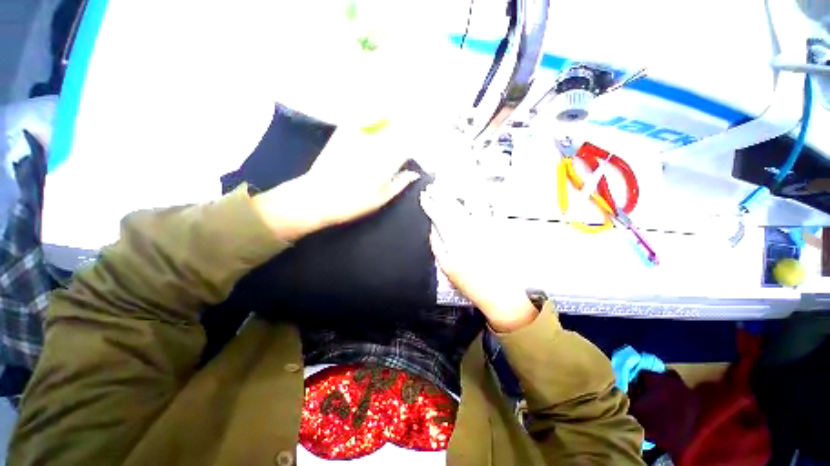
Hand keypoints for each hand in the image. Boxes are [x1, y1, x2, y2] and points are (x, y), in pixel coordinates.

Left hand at [253, 125, 419, 241]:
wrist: (317, 197)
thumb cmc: (352, 204)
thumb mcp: (380, 200)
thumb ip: (399, 184)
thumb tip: (414, 173)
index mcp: (386, 164)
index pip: (407, 144)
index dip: (417, 138)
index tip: (422, 135)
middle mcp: (375, 146)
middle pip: (398, 127)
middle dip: (408, 123)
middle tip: (416, 121)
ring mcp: (358, 136)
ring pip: (383, 118)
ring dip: (394, 115)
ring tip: (402, 113)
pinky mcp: (344, 132)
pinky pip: (364, 117)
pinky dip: (374, 113)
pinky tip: (380, 115)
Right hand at [419, 184, 537, 331]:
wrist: (499, 292)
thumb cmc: (469, 282)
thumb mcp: (446, 266)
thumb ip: (437, 244)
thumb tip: (433, 227)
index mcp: (454, 238)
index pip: (438, 215)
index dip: (429, 204)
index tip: (424, 196)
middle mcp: (470, 227)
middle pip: (452, 205)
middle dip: (441, 193)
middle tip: (435, 185)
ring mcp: (486, 226)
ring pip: (472, 201)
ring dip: (462, 190)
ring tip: (455, 182)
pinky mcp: (499, 228)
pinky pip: (493, 208)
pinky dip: (485, 199)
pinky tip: (480, 193)